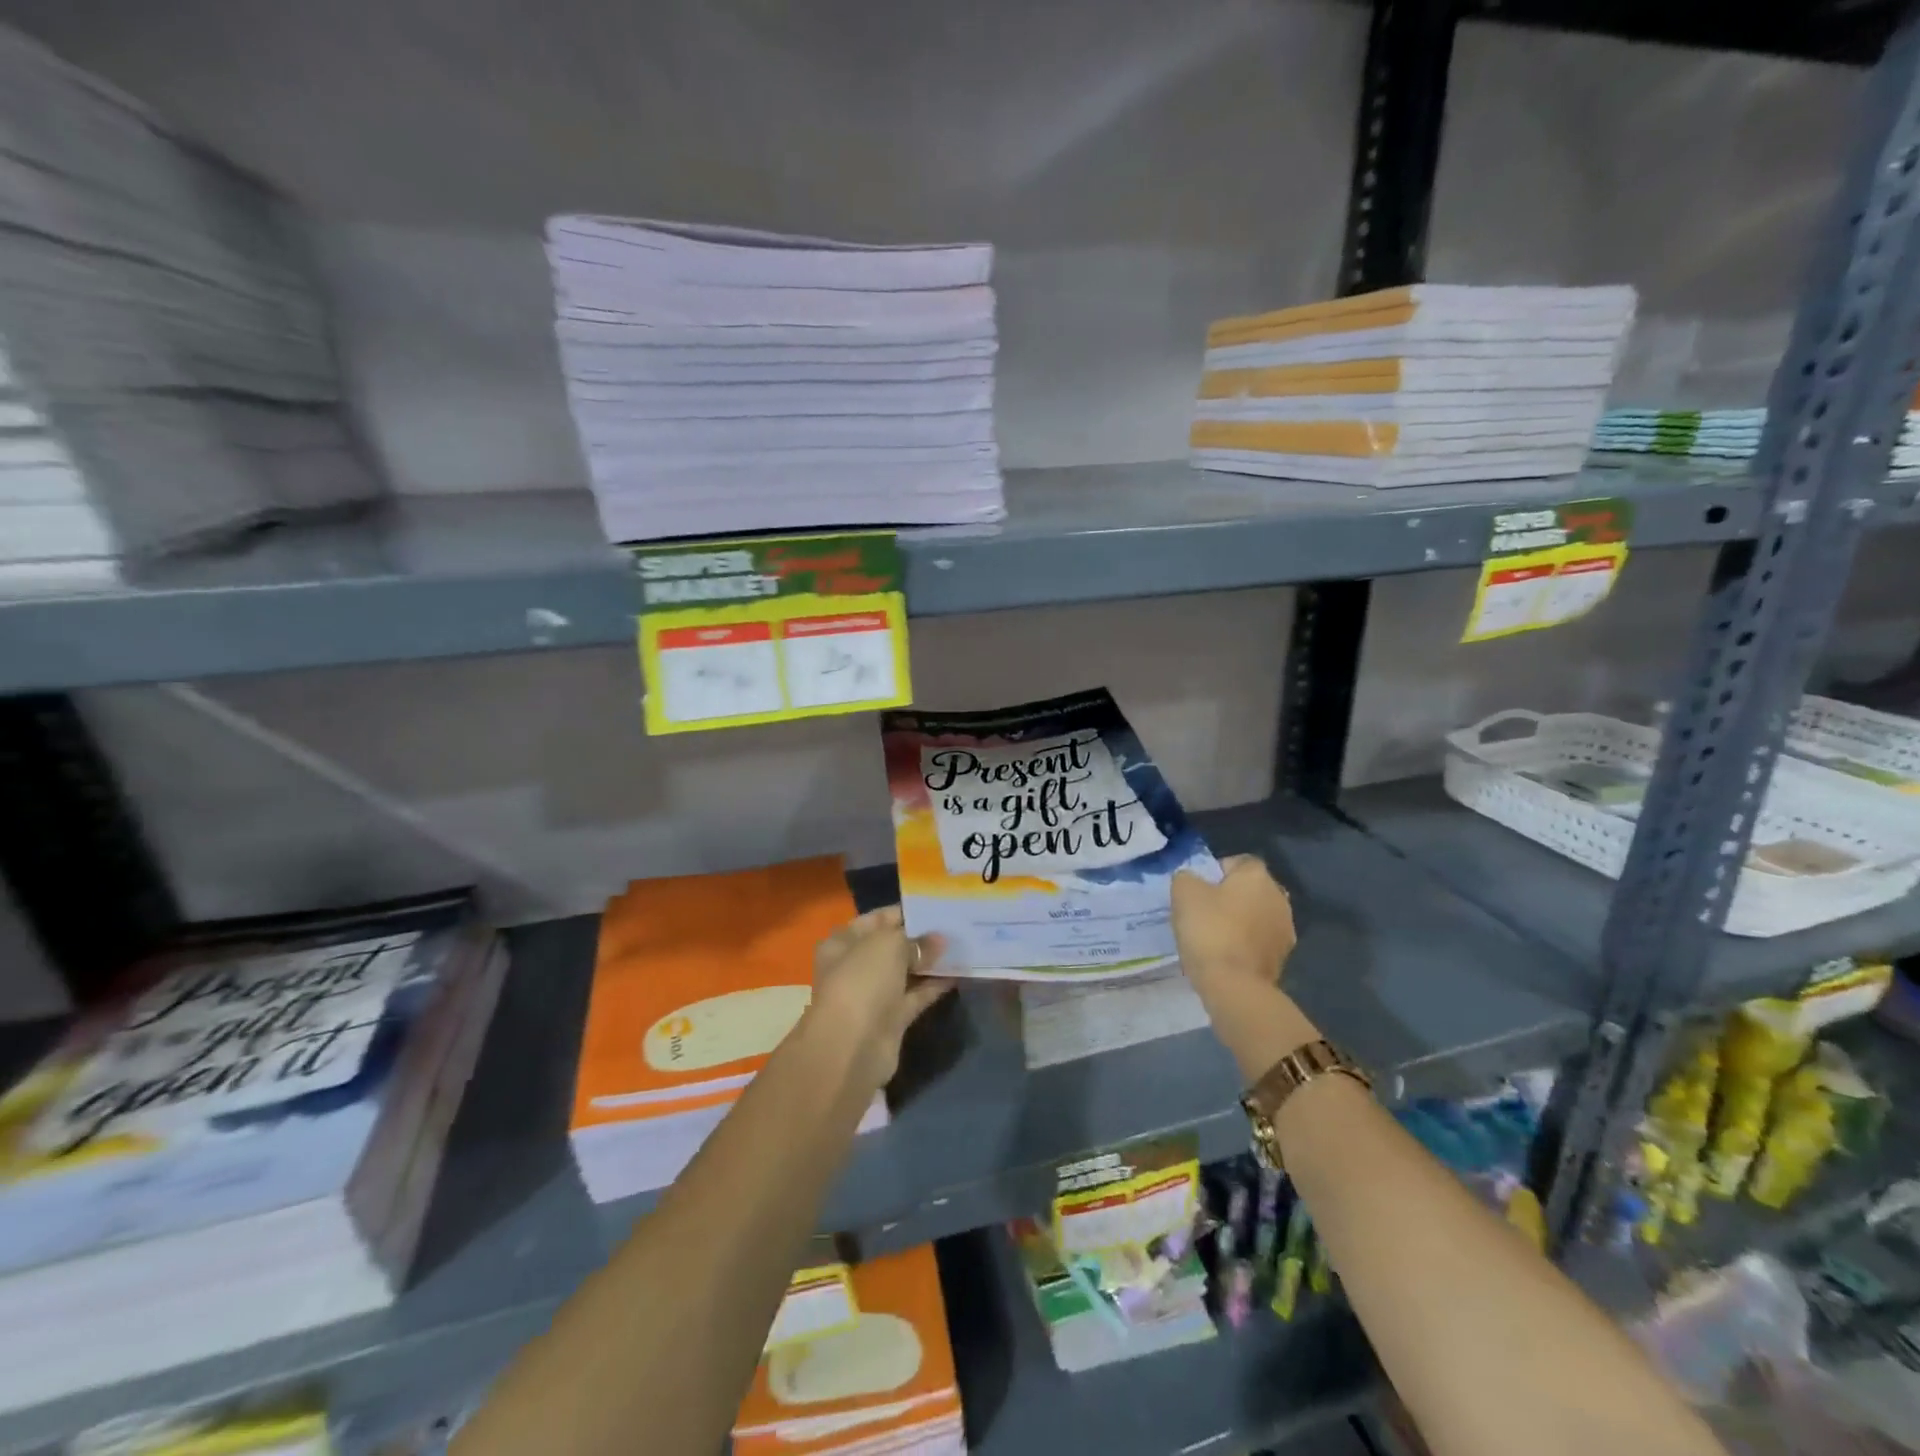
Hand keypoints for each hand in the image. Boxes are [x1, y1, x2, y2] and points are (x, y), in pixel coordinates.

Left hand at [808, 906, 954, 1087]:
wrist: (852, 1047)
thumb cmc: (862, 981)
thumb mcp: (888, 945)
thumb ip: (915, 939)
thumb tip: (938, 940)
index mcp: (843, 942)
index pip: (877, 918)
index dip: (905, 912)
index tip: (936, 907)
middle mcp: (855, 965)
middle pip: (892, 946)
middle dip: (921, 937)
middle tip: (955, 926)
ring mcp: (873, 994)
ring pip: (906, 972)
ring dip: (930, 962)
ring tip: (962, 946)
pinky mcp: (891, 1018)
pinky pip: (916, 995)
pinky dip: (934, 985)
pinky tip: (959, 972)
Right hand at [1171, 854, 1296, 995]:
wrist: (1234, 985)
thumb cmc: (1209, 930)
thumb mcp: (1183, 892)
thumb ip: (1187, 877)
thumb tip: (1192, 880)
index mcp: (1257, 876)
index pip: (1237, 861)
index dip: (1215, 872)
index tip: (1198, 889)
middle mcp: (1279, 897)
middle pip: (1249, 889)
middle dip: (1230, 897)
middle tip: (1203, 912)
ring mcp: (1285, 928)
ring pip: (1256, 915)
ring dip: (1240, 921)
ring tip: (1214, 936)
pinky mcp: (1284, 957)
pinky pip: (1259, 940)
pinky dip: (1246, 943)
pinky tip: (1227, 955)